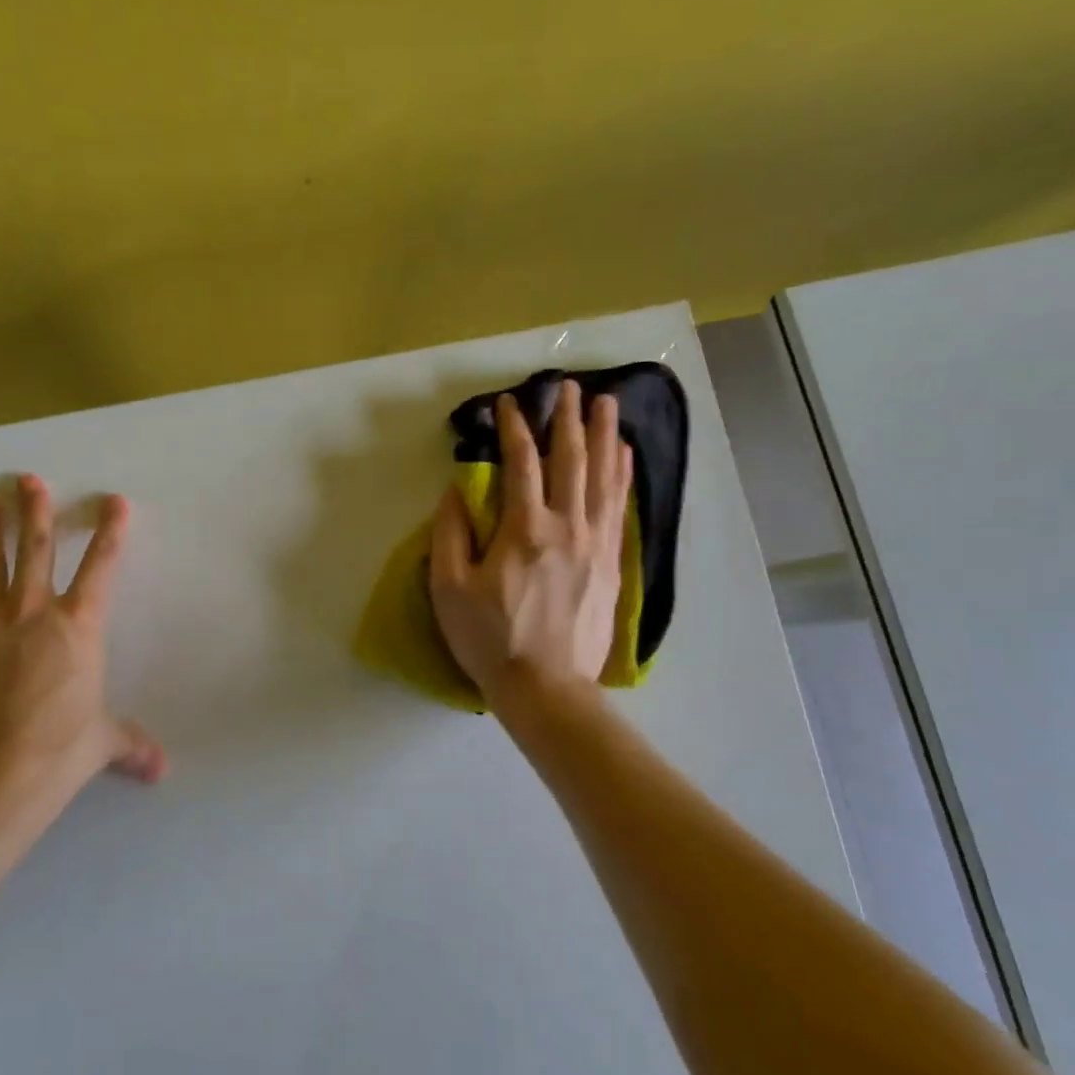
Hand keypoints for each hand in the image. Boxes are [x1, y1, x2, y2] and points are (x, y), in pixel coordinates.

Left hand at [0, 475, 164, 818]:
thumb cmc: (59, 749)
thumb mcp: (101, 742)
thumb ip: (130, 744)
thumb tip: (161, 768)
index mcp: (78, 627)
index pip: (101, 568)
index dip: (110, 532)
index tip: (113, 501)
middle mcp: (33, 614)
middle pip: (36, 551)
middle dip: (36, 512)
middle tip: (28, 479)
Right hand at [429, 382, 632, 709]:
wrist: (545, 688)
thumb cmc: (489, 638)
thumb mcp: (449, 588)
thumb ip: (450, 533)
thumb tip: (457, 490)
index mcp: (524, 529)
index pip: (521, 463)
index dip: (515, 428)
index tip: (511, 402)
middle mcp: (567, 526)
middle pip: (571, 460)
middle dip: (569, 419)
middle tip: (571, 386)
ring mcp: (596, 544)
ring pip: (604, 478)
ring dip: (605, 436)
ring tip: (609, 403)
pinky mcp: (611, 564)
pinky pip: (620, 508)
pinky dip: (623, 476)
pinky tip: (625, 456)